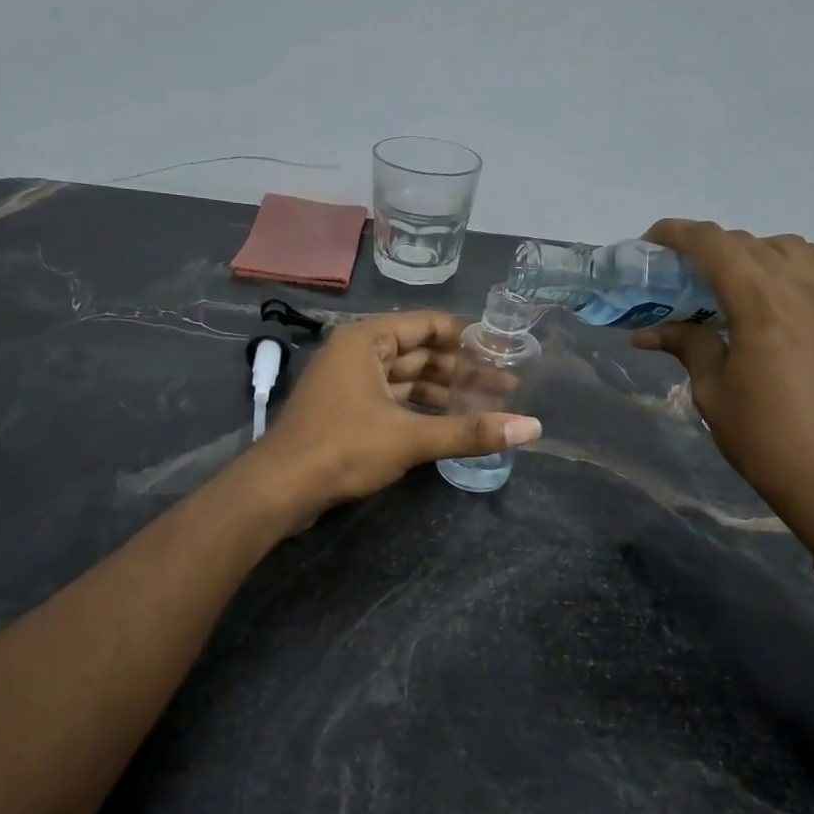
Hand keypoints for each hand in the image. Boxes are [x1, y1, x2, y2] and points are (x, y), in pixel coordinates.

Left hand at [251, 312, 541, 515]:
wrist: (280, 488)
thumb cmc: (343, 448)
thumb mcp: (410, 437)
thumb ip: (470, 431)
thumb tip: (532, 428)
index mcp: (367, 340)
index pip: (427, 325)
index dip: (467, 336)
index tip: (503, 349)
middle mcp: (357, 353)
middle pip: (420, 354)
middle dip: (461, 371)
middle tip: (506, 386)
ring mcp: (350, 384)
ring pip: (406, 380)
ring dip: (443, 393)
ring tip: (487, 407)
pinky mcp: (347, 412)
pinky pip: (393, 401)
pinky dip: (421, 410)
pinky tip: (450, 424)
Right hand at [632, 221, 813, 549]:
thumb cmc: (766, 440)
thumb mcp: (713, 393)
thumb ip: (688, 347)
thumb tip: (649, 332)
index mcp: (759, 302)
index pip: (712, 244)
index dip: (677, 234)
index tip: (651, 242)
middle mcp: (801, 287)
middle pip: (748, 243)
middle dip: (708, 248)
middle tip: (681, 275)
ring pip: (791, 247)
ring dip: (754, 252)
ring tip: (734, 280)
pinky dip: (807, 261)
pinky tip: (794, 282)